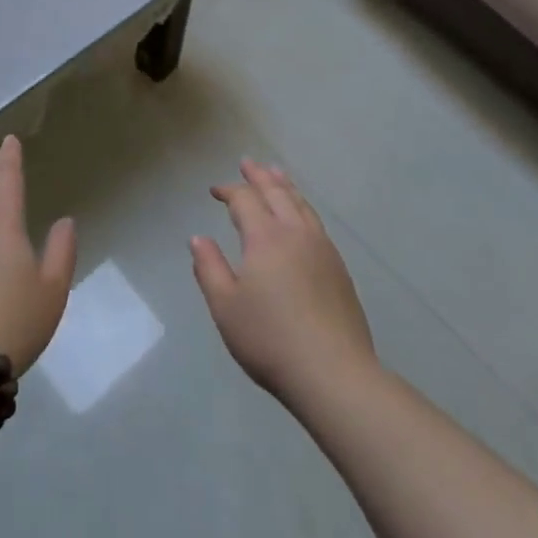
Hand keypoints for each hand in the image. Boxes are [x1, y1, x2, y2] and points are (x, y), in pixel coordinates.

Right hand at [191, 160, 377, 406]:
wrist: (334, 373)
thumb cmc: (270, 339)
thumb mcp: (225, 307)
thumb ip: (209, 268)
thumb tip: (198, 238)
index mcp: (265, 238)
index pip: (245, 200)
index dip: (228, 190)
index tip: (214, 191)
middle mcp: (296, 234)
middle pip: (277, 193)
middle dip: (260, 176)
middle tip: (248, 163)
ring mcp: (322, 249)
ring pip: (302, 204)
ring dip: (285, 186)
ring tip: (277, 175)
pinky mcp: (339, 269)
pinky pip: (316, 222)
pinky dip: (303, 207)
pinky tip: (302, 217)